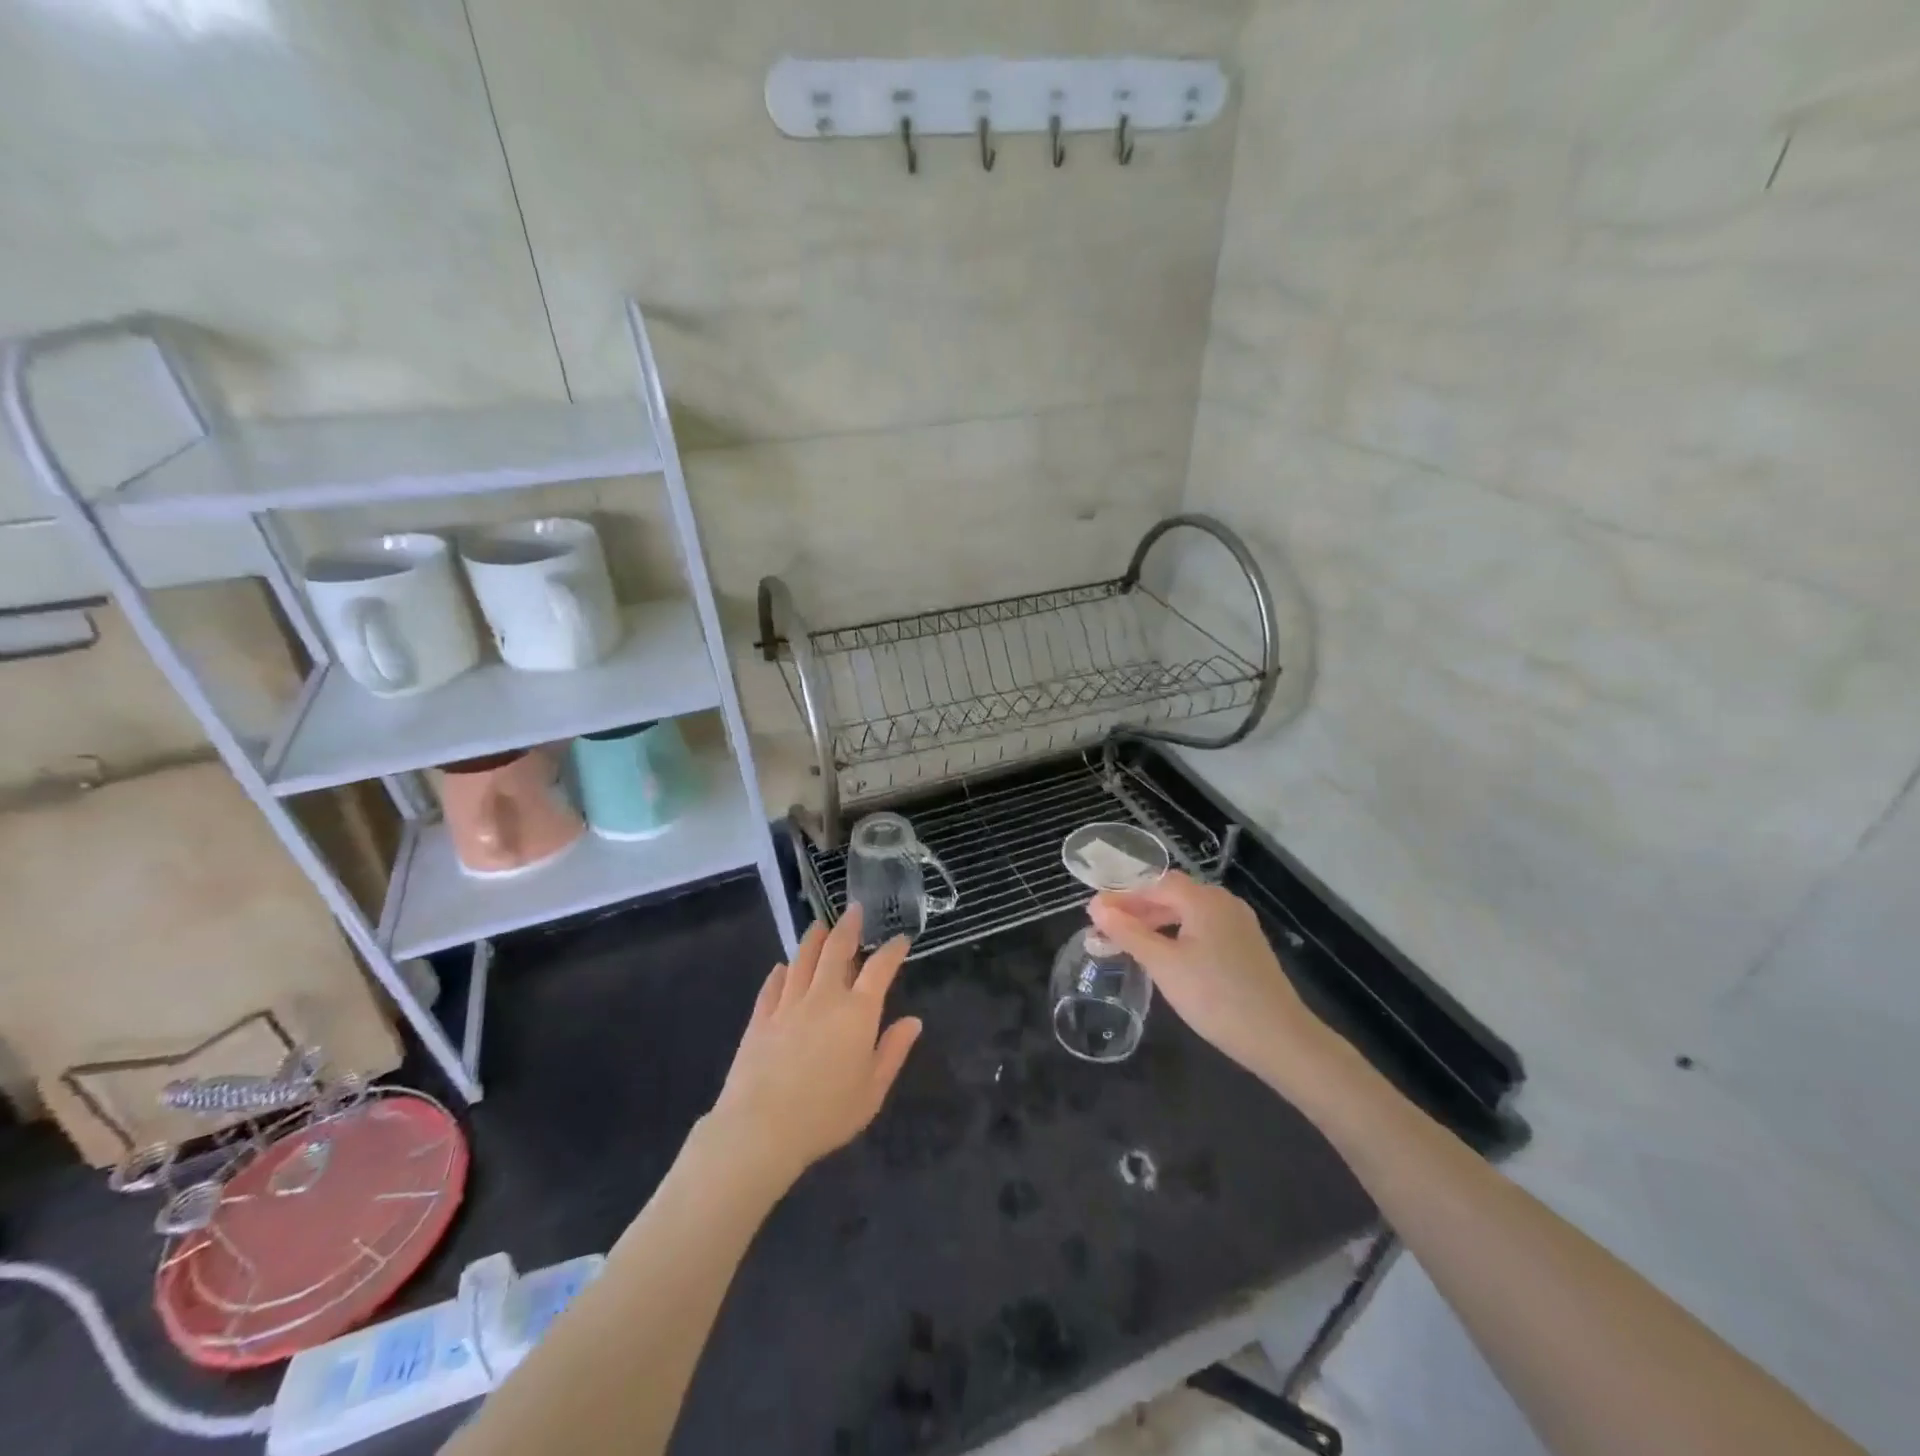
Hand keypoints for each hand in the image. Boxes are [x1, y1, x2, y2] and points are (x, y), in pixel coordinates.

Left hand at [706, 906, 922, 1189]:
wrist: (761, 1128)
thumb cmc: (826, 1114)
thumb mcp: (872, 1089)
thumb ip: (893, 1051)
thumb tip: (913, 1021)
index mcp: (857, 1012)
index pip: (880, 969)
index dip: (892, 950)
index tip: (900, 939)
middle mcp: (824, 997)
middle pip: (836, 950)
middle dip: (848, 927)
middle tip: (854, 910)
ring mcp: (788, 1004)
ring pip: (802, 959)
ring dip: (814, 939)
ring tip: (820, 925)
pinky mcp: (760, 1018)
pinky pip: (772, 986)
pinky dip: (781, 972)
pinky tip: (783, 967)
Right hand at [1088, 872, 1337, 1095]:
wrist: (1280, 1039)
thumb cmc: (1215, 997)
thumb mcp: (1163, 965)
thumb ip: (1128, 932)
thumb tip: (1096, 906)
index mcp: (1204, 900)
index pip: (1154, 884)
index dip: (1122, 895)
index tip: (1094, 912)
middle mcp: (1224, 903)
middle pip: (1172, 895)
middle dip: (1137, 908)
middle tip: (1106, 928)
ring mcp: (1239, 925)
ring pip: (1187, 913)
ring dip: (1156, 922)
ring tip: (1129, 941)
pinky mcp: (1246, 947)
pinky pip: (1202, 928)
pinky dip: (1177, 934)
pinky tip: (1164, 954)